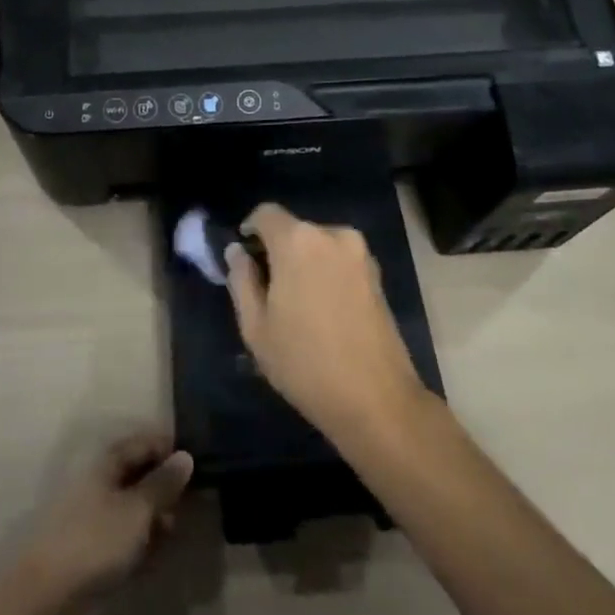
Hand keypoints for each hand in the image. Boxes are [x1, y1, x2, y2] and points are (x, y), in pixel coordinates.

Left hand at [19, 432, 192, 614]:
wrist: (48, 601)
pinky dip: (142, 542)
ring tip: (177, 528)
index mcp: (103, 465)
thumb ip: (162, 483)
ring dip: (154, 516)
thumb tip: (186, 456)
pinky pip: (124, 539)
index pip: (140, 444)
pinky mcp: (92, 555)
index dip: (167, 448)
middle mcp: (96, 486)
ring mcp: (92, 521)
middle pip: (135, 476)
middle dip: (163, 485)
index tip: (196, 460)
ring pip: (131, 509)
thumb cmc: (95, 541)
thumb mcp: (137, 509)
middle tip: (192, 498)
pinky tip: (160, 553)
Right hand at [228, 203, 429, 444]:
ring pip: (318, 246)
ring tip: (296, 305)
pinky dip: (325, 274)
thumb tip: (237, 252)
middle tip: (267, 290)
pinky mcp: (377, 274)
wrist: (376, 400)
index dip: (250, 231)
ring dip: (303, 263)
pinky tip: (322, 312)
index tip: (244, 259)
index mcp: (298, 240)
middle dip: (277, 250)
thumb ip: (241, 280)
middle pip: (294, 229)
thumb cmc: (305, 363)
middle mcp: (332, 235)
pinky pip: (339, 261)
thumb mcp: (256, 327)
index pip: (265, 213)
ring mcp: (360, 253)